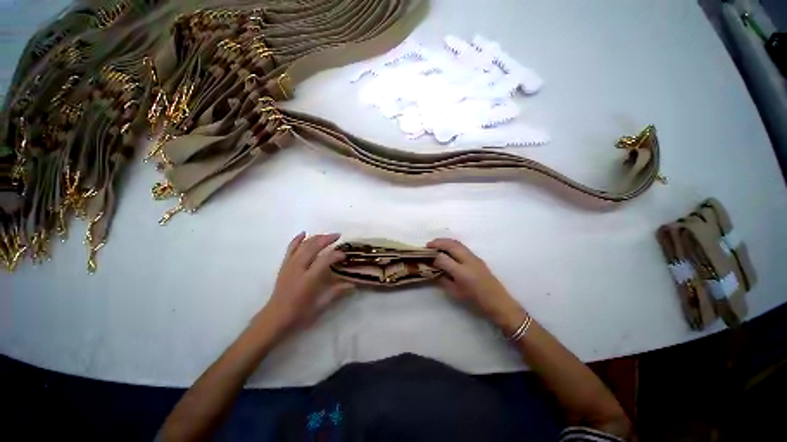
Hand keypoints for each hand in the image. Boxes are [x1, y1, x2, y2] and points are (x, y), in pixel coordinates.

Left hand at [259, 232, 353, 334]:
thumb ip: (336, 292)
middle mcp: (298, 269)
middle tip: (338, 236)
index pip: (324, 260)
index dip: (336, 255)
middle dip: (326, 239)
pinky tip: (304, 233)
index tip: (344, 255)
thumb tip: (353, 284)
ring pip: (303, 245)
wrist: (275, 318)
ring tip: (327, 235)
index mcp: (308, 280)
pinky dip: (297, 240)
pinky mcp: (284, 266)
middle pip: (313, 247)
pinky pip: (290, 249)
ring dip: (316, 237)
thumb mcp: (320, 305)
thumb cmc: (299, 314)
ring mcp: (290, 266)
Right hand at [427, 238, 526, 332]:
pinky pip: (462, 246)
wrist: (498, 301)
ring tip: (436, 244)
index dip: (434, 257)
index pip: (443, 258)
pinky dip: (452, 244)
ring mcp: (474, 258)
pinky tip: (448, 248)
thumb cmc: (475, 300)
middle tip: (428, 245)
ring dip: (445, 241)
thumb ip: (444, 280)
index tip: (428, 259)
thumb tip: (436, 270)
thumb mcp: (455, 293)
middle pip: (451, 245)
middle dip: (438, 243)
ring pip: (457, 243)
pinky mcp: (477, 258)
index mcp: (461, 272)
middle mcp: (468, 261)